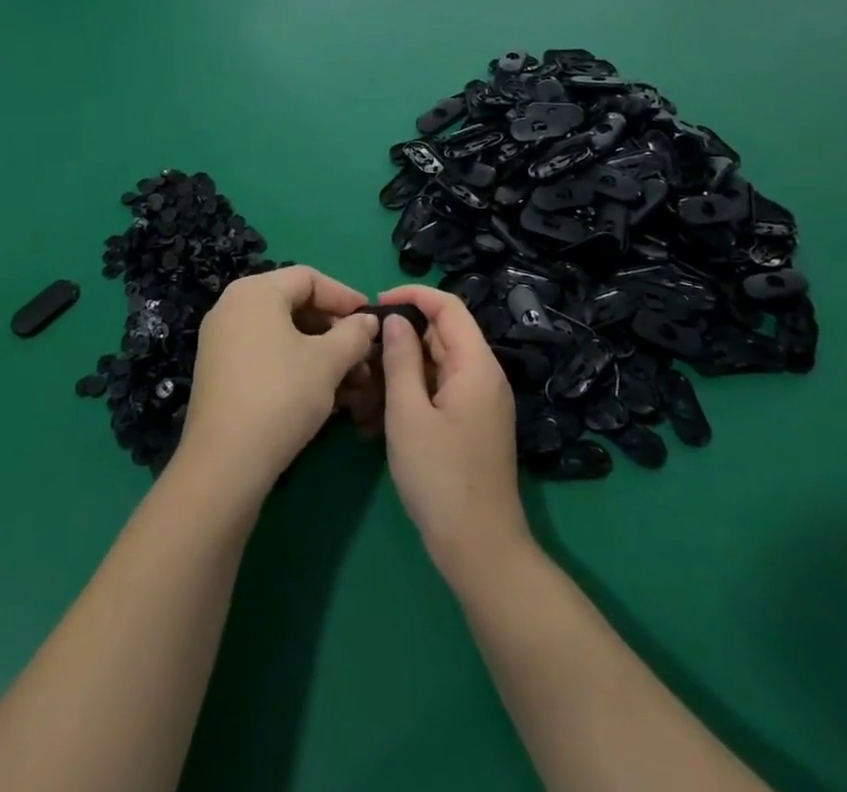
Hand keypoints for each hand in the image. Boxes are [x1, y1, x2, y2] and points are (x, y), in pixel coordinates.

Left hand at [177, 267, 380, 497]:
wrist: (224, 464)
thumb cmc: (281, 396)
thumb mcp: (328, 362)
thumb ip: (354, 334)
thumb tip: (368, 320)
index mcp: (255, 291)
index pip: (309, 278)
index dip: (345, 296)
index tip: (372, 320)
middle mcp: (233, 307)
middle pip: (295, 305)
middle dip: (335, 331)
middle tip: (364, 356)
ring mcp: (222, 341)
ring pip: (283, 335)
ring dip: (321, 353)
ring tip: (353, 383)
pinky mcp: (220, 373)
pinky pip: (266, 355)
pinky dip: (297, 367)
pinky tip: (324, 395)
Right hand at [379, 286, 529, 583]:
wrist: (480, 549)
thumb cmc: (441, 478)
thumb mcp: (409, 414)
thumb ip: (401, 360)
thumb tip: (395, 319)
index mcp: (476, 365)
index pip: (448, 306)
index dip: (413, 296)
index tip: (375, 305)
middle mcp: (484, 376)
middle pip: (441, 335)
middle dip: (401, 338)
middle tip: (362, 354)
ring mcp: (480, 402)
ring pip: (436, 366)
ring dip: (401, 371)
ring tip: (364, 392)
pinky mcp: (472, 425)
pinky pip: (439, 392)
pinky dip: (411, 395)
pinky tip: (379, 419)